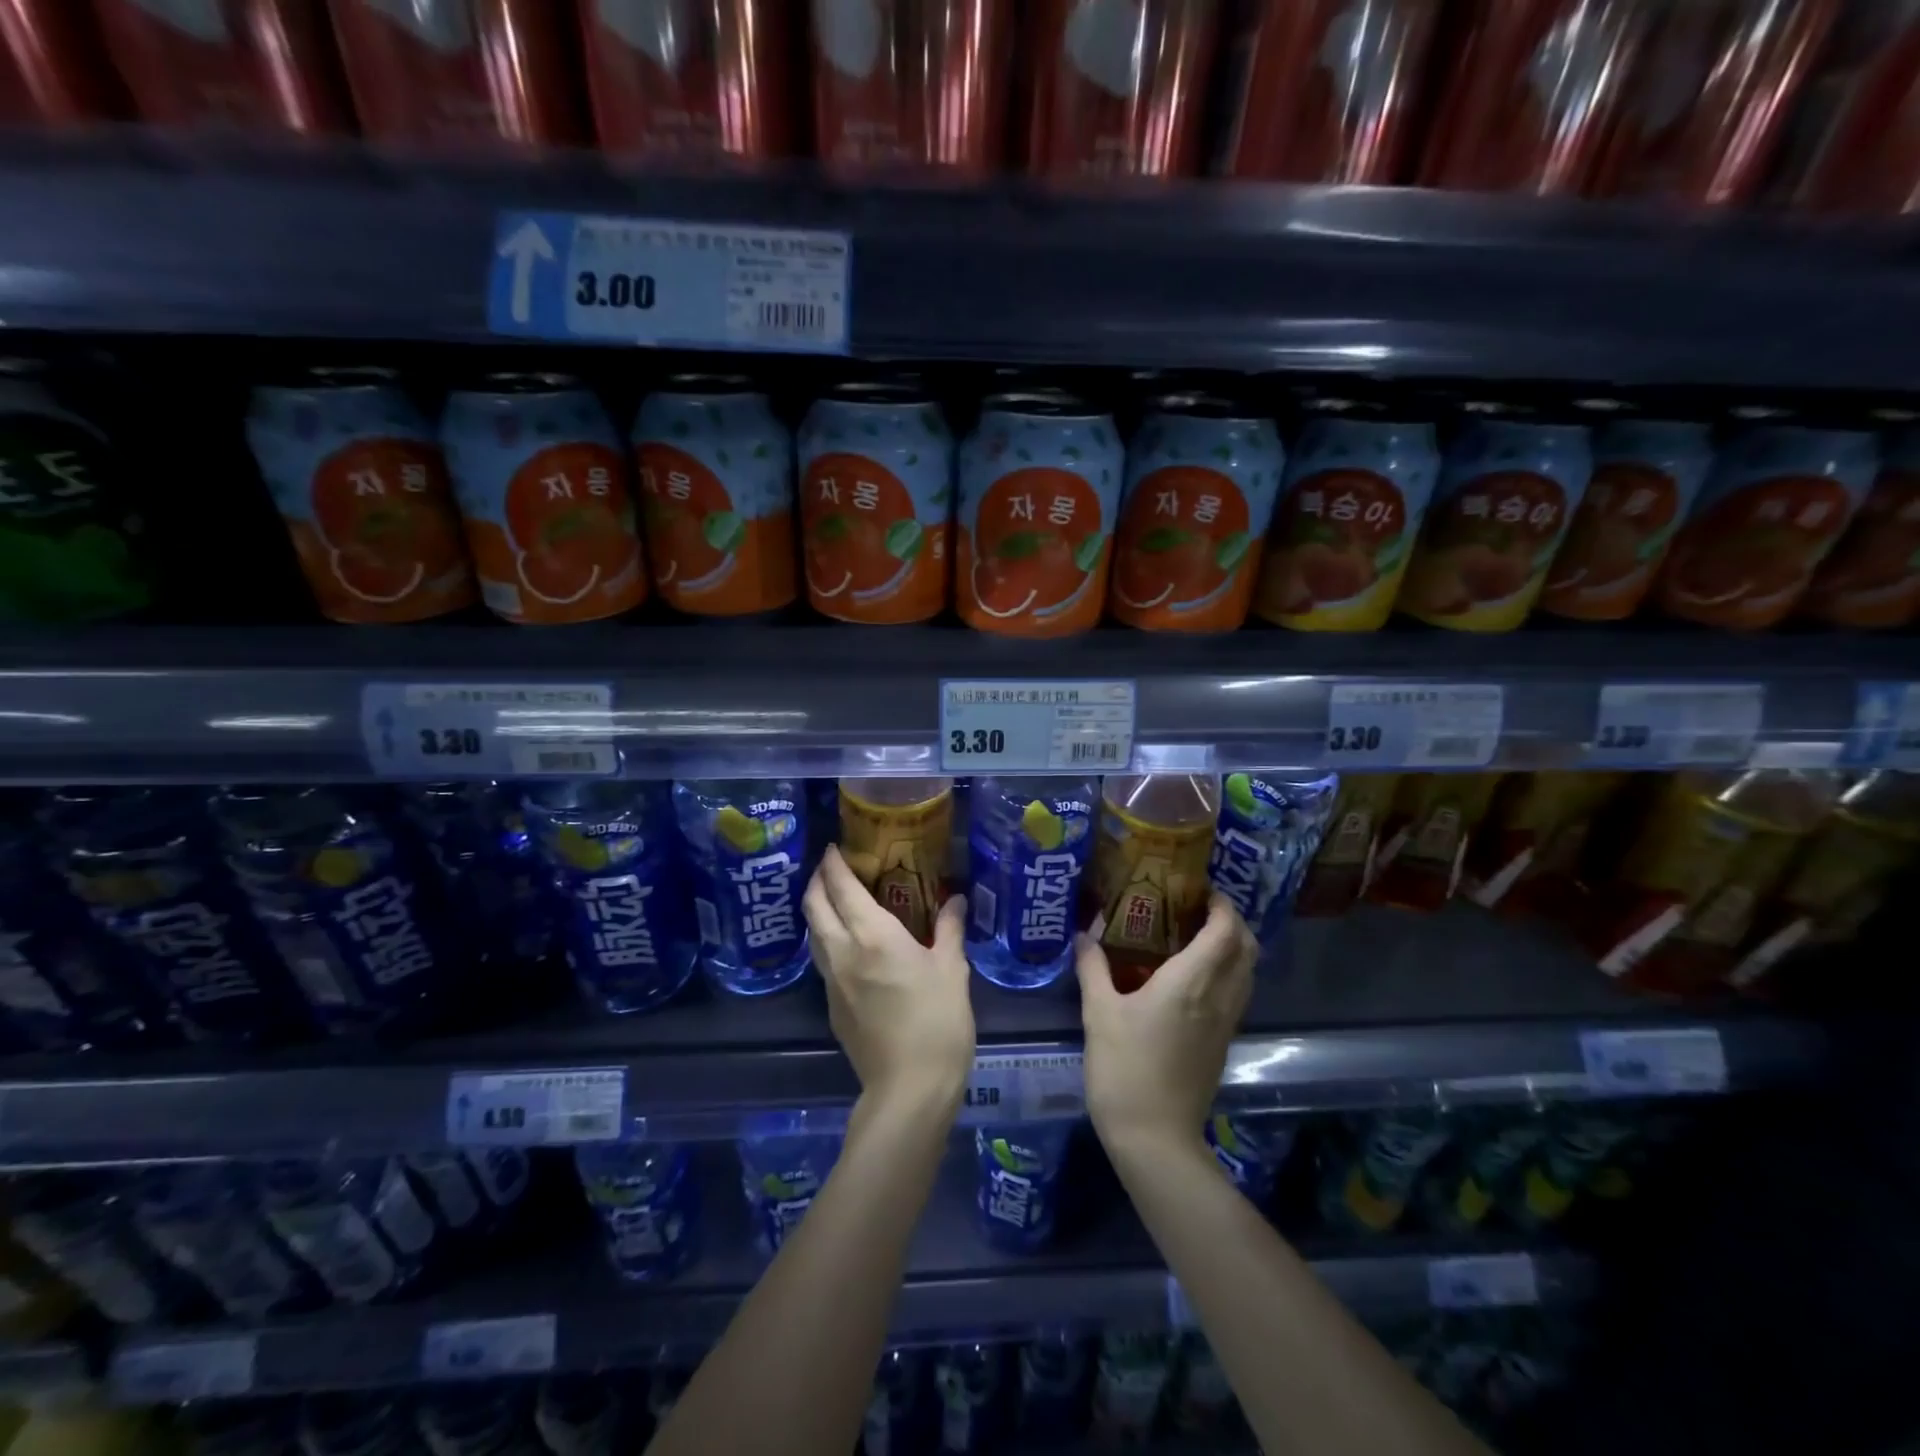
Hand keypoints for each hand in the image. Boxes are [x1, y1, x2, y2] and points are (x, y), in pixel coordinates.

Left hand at [804, 845, 974, 1114]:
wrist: (909, 1089)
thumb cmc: (937, 1022)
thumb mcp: (952, 970)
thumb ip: (949, 929)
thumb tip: (954, 899)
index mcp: (873, 935)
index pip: (841, 887)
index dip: (833, 864)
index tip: (834, 848)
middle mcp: (843, 952)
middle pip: (814, 906)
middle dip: (816, 881)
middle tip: (830, 867)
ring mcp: (832, 981)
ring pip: (813, 934)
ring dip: (817, 910)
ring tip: (835, 900)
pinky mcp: (832, 1006)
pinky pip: (822, 960)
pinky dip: (826, 939)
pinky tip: (847, 945)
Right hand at [1076, 893, 1256, 1162]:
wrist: (1154, 1138)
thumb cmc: (1124, 1068)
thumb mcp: (1098, 1013)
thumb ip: (1093, 968)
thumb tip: (1085, 934)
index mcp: (1191, 982)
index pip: (1225, 930)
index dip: (1221, 904)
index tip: (1200, 889)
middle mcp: (1218, 997)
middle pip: (1247, 948)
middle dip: (1231, 921)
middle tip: (1198, 909)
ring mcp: (1225, 1023)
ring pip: (1246, 972)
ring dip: (1232, 947)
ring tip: (1195, 936)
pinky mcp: (1222, 1043)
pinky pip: (1236, 994)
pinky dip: (1226, 973)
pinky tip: (1192, 977)